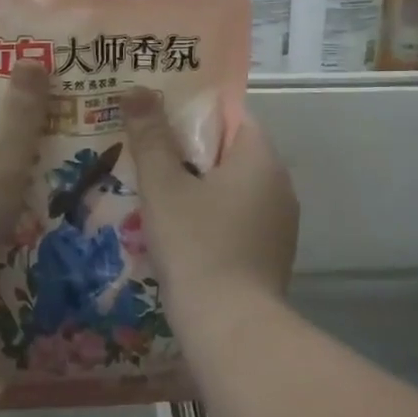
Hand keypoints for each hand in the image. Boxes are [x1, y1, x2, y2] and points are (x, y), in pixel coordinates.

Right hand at [122, 90, 298, 320]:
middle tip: (148, 152)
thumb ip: (150, 136)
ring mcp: (280, 223)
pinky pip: (239, 219)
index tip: (159, 117)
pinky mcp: (272, 254)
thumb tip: (136, 89)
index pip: (232, 115)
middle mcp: (280, 184)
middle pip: (232, 152)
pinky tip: (181, 232)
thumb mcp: (163, 186)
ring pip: (235, 189)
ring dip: (201, 187)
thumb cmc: (196, 245)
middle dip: (191, 151)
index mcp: (260, 158)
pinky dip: (213, 217)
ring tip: (157, 191)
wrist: (230, 327)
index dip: (195, 112)